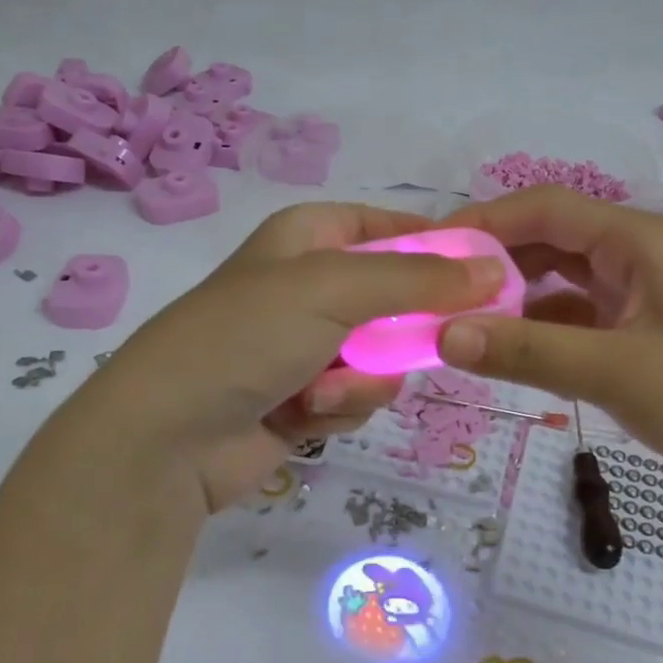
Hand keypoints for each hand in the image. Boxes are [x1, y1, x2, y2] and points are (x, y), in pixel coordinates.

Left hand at [94, 202, 504, 512]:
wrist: (168, 437)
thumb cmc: (247, 336)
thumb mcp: (334, 290)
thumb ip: (419, 279)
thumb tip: (494, 270)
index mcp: (309, 237)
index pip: (392, 226)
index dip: (438, 247)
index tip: (484, 274)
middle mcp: (311, 285)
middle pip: (398, 297)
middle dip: (405, 330)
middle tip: (429, 344)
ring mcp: (308, 344)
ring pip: (385, 355)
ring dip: (366, 378)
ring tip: (323, 390)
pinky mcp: (307, 396)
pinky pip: (359, 394)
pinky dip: (341, 407)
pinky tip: (305, 416)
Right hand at [435, 186, 662, 489]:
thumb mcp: (615, 371)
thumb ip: (528, 350)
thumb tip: (443, 334)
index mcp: (636, 241)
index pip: (546, 207)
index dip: (485, 219)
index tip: (429, 248)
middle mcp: (633, 256)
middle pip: (548, 240)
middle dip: (492, 260)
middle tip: (434, 290)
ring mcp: (634, 297)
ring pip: (556, 281)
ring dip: (511, 297)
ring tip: (458, 321)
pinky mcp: (633, 336)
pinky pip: (571, 318)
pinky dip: (536, 329)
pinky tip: (505, 351)